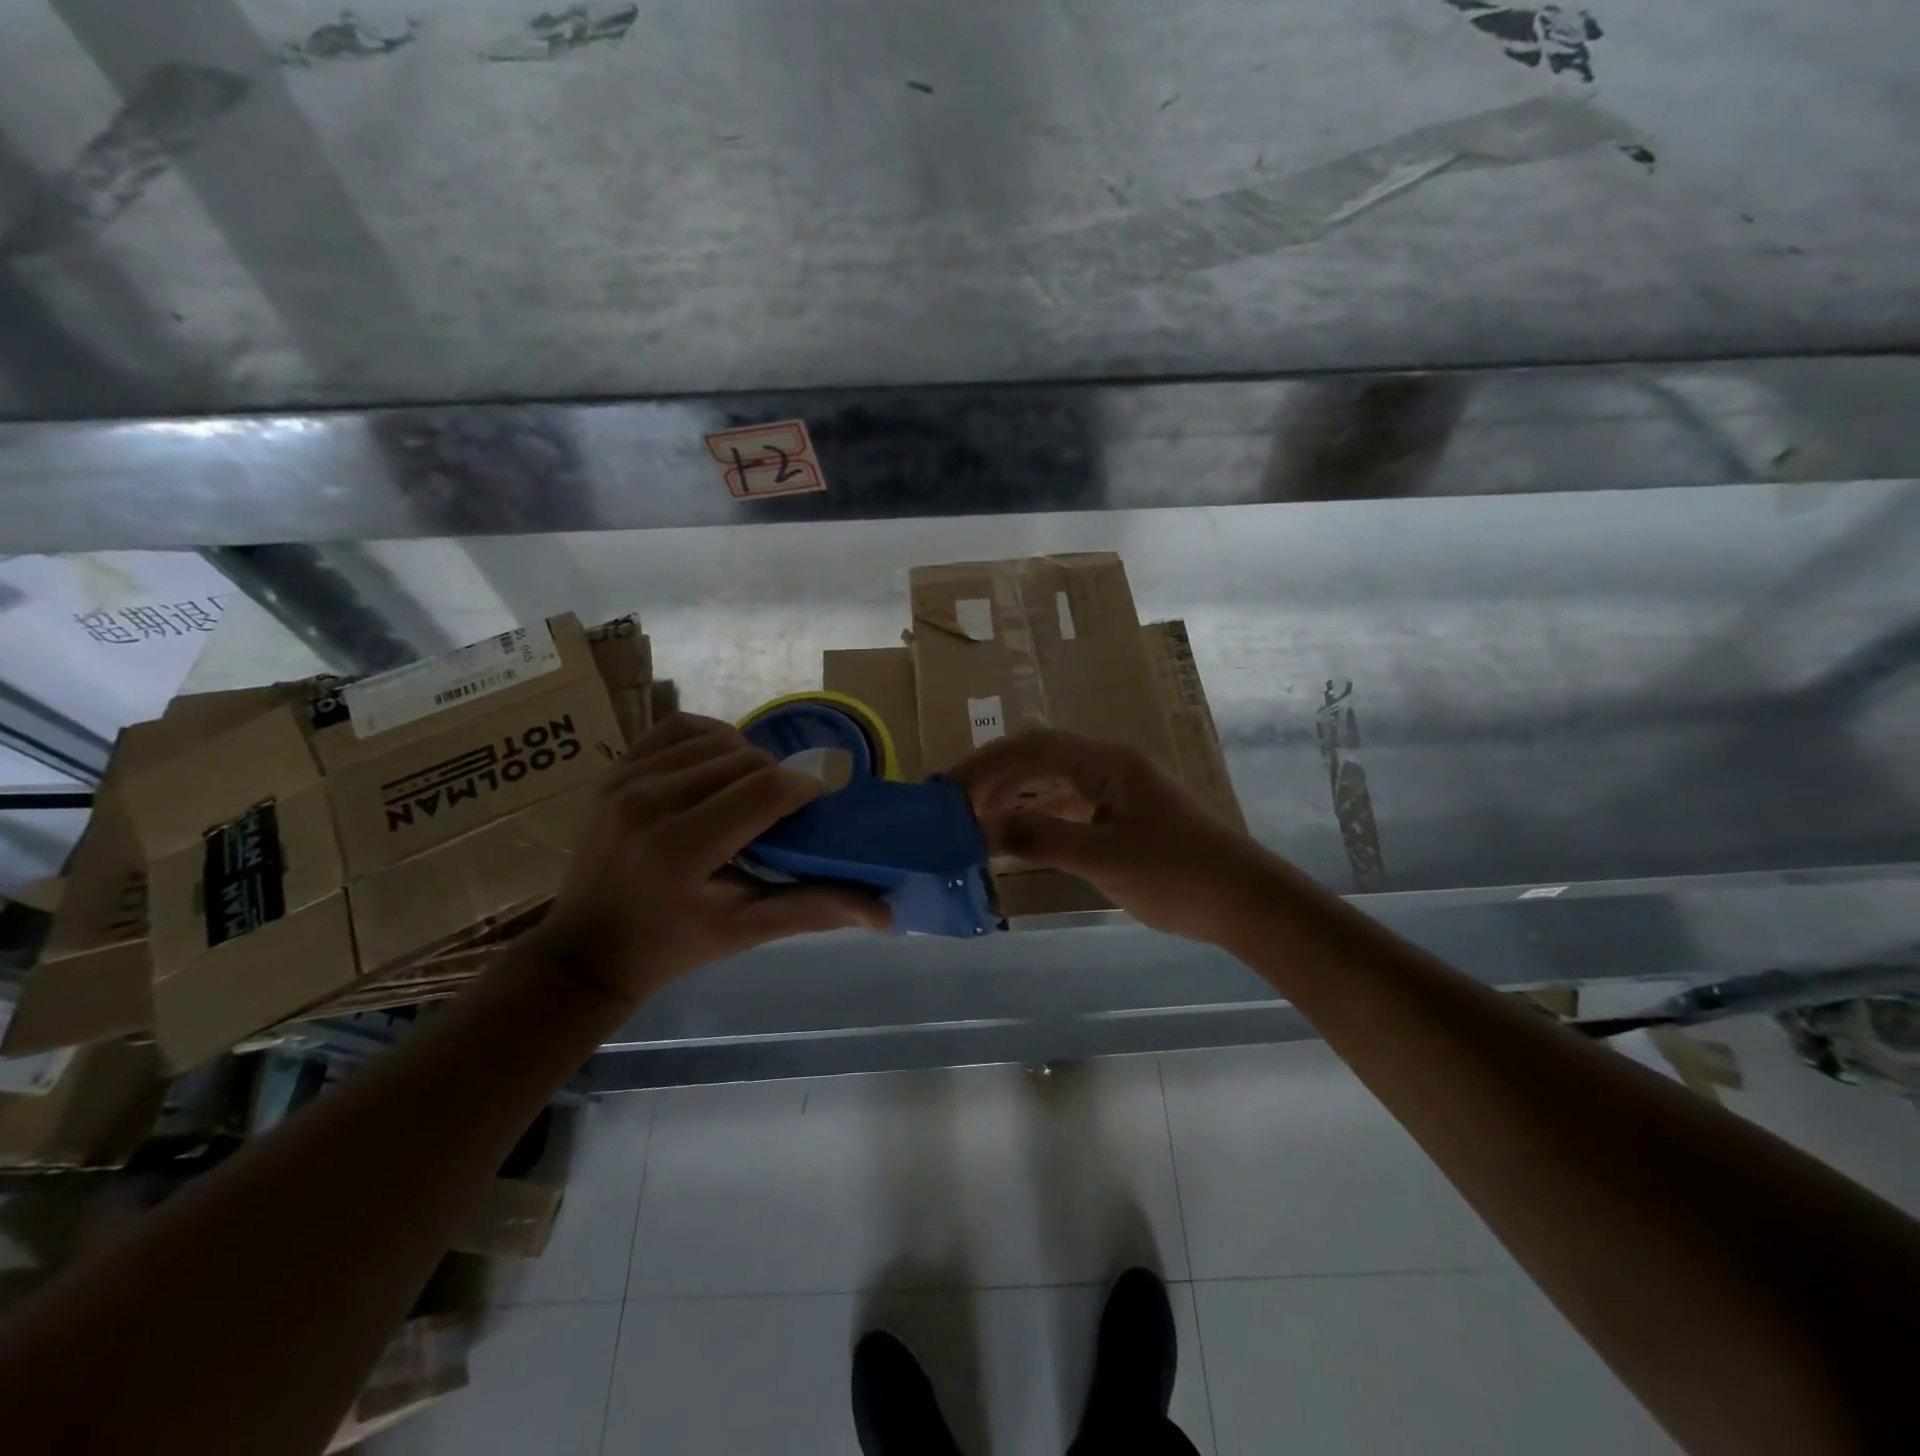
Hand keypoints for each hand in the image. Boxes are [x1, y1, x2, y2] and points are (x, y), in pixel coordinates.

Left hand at [536, 713, 888, 1002]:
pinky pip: (678, 727)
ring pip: (718, 739)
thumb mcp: (745, 931)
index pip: (764, 791)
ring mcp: (625, 780)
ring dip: (747, 760)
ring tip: (750, 793)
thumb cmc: (673, 944)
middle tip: (781, 813)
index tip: (815, 806)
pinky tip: (718, 767)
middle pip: (747, 760)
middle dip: (778, 779)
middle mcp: (649, 803)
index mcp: (680, 850)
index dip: (805, 790)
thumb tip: (885, 913)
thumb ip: (814, 908)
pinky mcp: (615, 769)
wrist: (588, 947)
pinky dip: (711, 739)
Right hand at [954, 728, 1280, 944]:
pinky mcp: (1125, 818)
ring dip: (1015, 799)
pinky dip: (1040, 820)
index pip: (1033, 747)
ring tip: (975, 822)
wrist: (1246, 902)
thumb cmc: (1177, 875)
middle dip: (995, 778)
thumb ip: (1041, 838)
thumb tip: (983, 826)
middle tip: (954, 807)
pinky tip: (1018, 840)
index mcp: (1107, 763)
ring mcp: (1119, 792)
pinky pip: (1070, 809)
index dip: (987, 764)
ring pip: (1054, 784)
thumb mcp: (1103, 858)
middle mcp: (1110, 767)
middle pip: (1040, 759)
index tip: (950, 790)